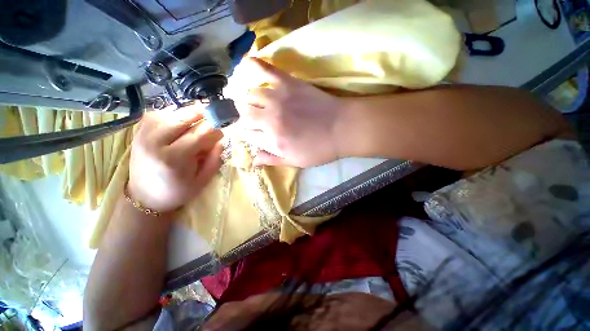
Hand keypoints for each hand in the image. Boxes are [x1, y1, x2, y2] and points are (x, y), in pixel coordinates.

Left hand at [128, 106, 222, 212]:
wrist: (145, 197)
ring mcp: (143, 137)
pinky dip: (170, 114)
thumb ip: (214, 160)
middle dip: (201, 113)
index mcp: (174, 159)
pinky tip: (179, 120)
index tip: (222, 130)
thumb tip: (221, 141)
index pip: (198, 135)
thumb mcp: (202, 181)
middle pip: (181, 119)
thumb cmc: (177, 191)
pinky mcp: (138, 134)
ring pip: (167, 113)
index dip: (213, 129)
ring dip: (186, 113)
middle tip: (213, 113)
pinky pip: (155, 115)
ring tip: (197, 118)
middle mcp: (155, 144)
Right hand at [234, 58, 347, 166]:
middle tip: (253, 118)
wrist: (342, 128)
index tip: (253, 132)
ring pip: (251, 94)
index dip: (248, 133)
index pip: (247, 133)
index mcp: (273, 140)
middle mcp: (270, 118)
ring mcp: (278, 98)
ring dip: (249, 98)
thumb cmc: (320, 149)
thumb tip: (253, 161)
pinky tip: (247, 64)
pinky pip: (265, 70)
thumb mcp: (296, 162)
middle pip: (244, 113)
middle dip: (245, 116)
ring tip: (255, 101)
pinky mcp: (288, 83)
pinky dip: (254, 65)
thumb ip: (272, 160)